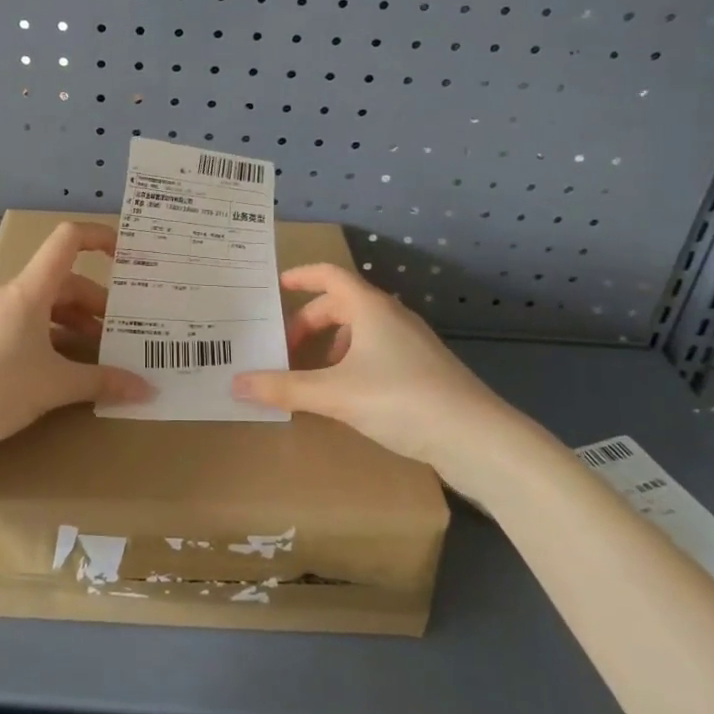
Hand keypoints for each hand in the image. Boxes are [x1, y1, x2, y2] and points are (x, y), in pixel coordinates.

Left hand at [0, 221, 151, 450]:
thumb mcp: (55, 385)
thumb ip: (102, 382)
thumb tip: (147, 389)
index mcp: (31, 290)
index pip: (68, 240)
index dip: (99, 237)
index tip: (127, 255)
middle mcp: (14, 295)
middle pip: (66, 282)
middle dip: (98, 303)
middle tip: (124, 330)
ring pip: (49, 307)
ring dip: (78, 324)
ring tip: (102, 354)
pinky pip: (32, 326)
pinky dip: (55, 339)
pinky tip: (68, 369)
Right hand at [232, 263, 551, 502]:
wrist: (477, 438)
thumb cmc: (402, 399)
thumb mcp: (335, 394)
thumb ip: (284, 388)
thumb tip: (236, 383)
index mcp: (370, 308)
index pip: (329, 275)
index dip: (301, 276)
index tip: (276, 286)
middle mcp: (391, 317)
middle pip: (341, 306)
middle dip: (309, 324)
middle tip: (284, 350)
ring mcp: (412, 343)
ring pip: (360, 331)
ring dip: (331, 346)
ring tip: (311, 376)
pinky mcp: (424, 370)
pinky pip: (376, 352)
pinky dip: (352, 363)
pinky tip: (346, 395)